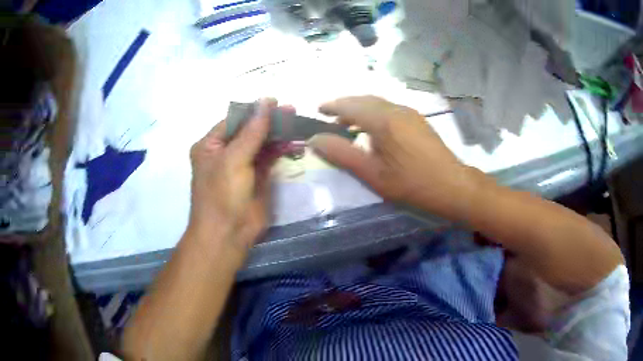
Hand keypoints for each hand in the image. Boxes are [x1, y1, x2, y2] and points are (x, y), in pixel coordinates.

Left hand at [188, 98, 293, 251]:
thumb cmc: (222, 194)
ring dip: (277, 134)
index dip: (254, 110)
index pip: (234, 120)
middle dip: (269, 121)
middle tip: (291, 110)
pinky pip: (269, 159)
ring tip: (296, 122)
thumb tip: (265, 102)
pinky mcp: (257, 178)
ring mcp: (241, 166)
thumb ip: (252, 131)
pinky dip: (280, 150)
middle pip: (249, 130)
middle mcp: (225, 153)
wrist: (227, 234)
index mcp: (210, 146)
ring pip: (261, 144)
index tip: (275, 101)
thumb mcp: (234, 159)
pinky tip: (292, 142)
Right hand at [309, 96, 480, 219]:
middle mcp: (396, 109)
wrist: (452, 185)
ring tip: (348, 125)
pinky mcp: (417, 119)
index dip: (331, 106)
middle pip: (363, 99)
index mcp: (383, 120)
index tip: (317, 110)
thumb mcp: (372, 173)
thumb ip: (342, 154)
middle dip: (344, 105)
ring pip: (377, 103)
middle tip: (329, 117)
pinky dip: (374, 113)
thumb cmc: (410, 183)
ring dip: (359, 109)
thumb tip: (315, 139)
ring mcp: (409, 112)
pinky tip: (373, 129)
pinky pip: (389, 108)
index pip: (349, 105)